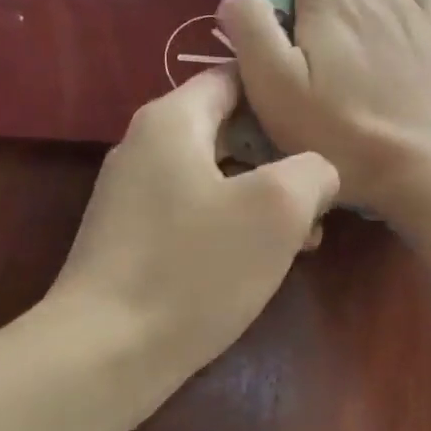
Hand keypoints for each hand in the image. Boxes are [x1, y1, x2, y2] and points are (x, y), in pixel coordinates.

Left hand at [48, 67, 338, 371]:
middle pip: (229, 128)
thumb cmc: (194, 268)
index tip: (323, 122)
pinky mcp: (134, 238)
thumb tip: (317, 172)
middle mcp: (146, 145)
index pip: (234, 77)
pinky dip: (234, 224)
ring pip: (217, 175)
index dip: (283, 96)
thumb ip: (312, 171)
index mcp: (172, 120)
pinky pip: (196, 212)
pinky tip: (266, 261)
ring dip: (265, 197)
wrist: (105, 354)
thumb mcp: (276, 209)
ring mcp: (135, 194)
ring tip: (309, 235)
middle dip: (281, 156)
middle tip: (325, 189)